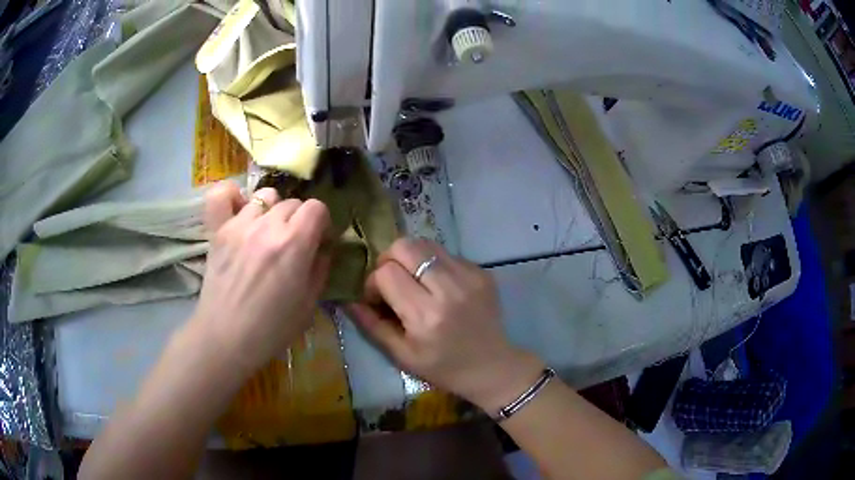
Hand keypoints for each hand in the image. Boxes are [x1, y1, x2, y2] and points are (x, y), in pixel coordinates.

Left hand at [191, 181, 331, 376]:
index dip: (322, 223)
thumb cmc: (272, 329)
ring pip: (265, 196)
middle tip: (293, 245)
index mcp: (294, 243)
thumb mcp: (309, 304)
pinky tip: (239, 208)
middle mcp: (268, 225)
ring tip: (267, 232)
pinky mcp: (218, 230)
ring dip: (272, 210)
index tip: (319, 242)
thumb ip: (320, 268)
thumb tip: (322, 248)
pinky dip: (233, 196)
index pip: (317, 208)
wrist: (226, 338)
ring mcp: (239, 224)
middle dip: (300, 220)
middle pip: (293, 202)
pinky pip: (223, 195)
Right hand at [348, 238, 543, 412]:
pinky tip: (438, 286)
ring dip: (411, 258)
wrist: (492, 367)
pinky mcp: (482, 272)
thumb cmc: (443, 368)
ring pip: (425, 244)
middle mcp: (448, 289)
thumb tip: (348, 299)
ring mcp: (469, 276)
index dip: (373, 283)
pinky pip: (446, 253)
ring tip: (413, 281)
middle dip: (389, 260)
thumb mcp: (402, 355)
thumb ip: (371, 325)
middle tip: (392, 281)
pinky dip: (433, 264)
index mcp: (426, 315)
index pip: (386, 273)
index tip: (377, 299)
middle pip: (405, 246)